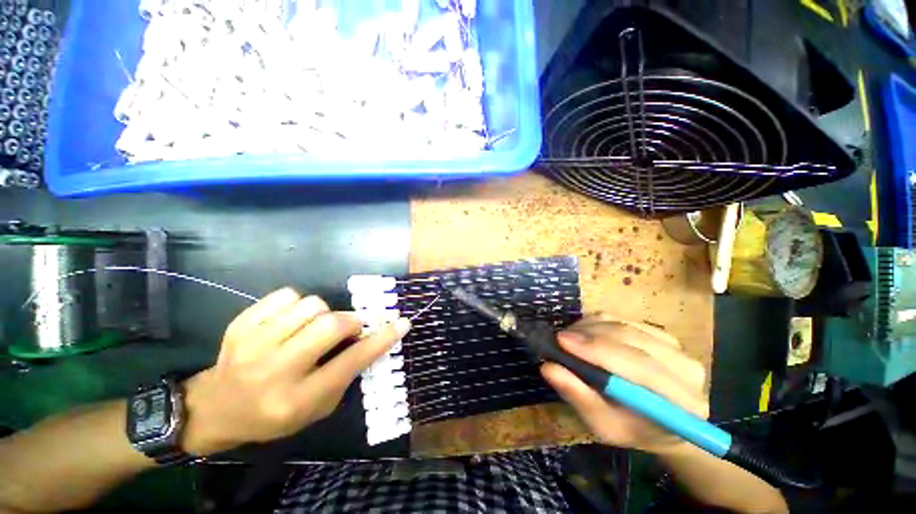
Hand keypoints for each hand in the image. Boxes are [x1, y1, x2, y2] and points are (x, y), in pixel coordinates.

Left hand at [179, 288, 409, 455]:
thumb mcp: (317, 408)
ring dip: (322, 313)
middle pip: (330, 324)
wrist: (216, 407)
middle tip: (347, 328)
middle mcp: (275, 370)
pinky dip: (296, 305)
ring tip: (312, 327)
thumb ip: (346, 374)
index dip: (381, 339)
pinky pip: (286, 296)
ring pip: (311, 304)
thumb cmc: (274, 414)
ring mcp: (254, 344)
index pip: (351, 362)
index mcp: (297, 398)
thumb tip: (370, 337)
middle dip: (349, 321)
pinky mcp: (241, 324)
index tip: (402, 323)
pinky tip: (289, 322)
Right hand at [540, 319, 707, 454]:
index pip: (640, 367)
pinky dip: (599, 323)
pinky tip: (585, 333)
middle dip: (590, 335)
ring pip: (626, 325)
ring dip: (591, 327)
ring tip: (569, 337)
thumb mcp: (602, 425)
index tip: (562, 341)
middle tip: (559, 337)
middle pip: (632, 339)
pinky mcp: (664, 335)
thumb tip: (548, 367)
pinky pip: (625, 320)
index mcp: (682, 404)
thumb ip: (579, 396)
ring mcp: (678, 348)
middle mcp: (687, 370)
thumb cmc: (632, 430)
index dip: (598, 350)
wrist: (661, 423)